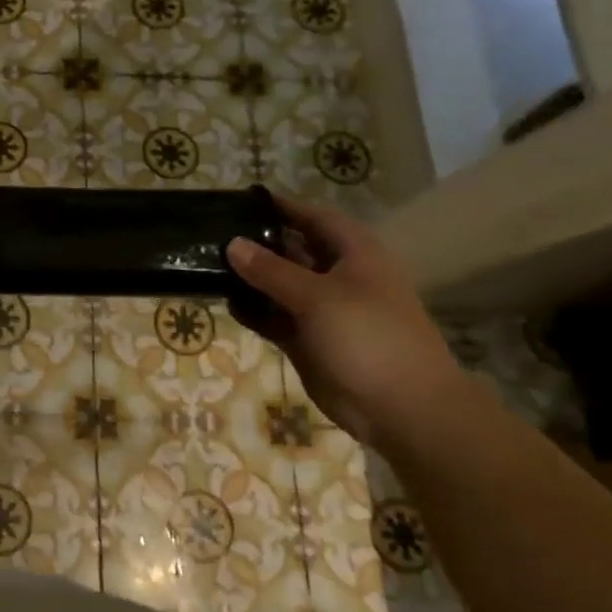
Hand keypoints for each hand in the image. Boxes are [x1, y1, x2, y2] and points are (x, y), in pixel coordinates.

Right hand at [226, 194, 465, 447]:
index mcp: (355, 255)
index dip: (283, 207)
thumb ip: (271, 270)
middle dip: (259, 242)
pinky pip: (276, 317)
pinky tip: (226, 303)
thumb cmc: (368, 338)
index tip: (242, 201)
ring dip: (252, 278)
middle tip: (213, 234)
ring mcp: (324, 310)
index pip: (315, 217)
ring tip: (209, 265)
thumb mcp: (317, 296)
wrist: (402, 410)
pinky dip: (255, 311)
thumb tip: (232, 243)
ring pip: (281, 285)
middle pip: (294, 249)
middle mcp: (339, 276)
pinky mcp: (309, 340)